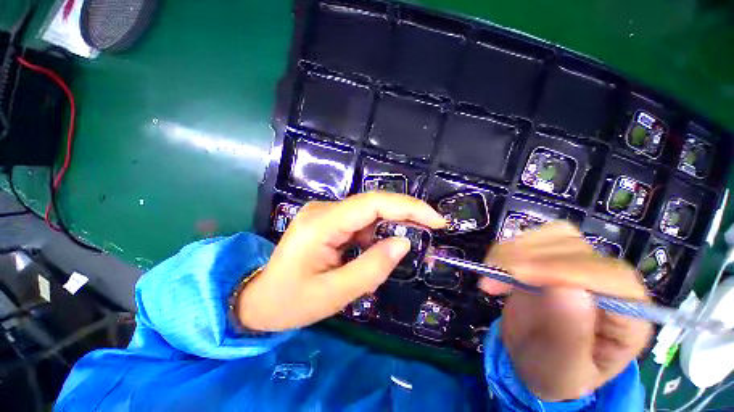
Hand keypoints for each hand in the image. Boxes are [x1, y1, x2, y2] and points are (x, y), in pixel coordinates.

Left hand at [237, 192, 445, 331]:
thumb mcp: (335, 294)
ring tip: (389, 257)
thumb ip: (372, 268)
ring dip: (387, 230)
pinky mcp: (328, 221)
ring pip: (368, 214)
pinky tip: (370, 256)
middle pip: (373, 204)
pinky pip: (359, 223)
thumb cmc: (291, 302)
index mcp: (322, 223)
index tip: (436, 220)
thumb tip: (403, 243)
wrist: (259, 299)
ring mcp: (324, 213)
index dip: (408, 207)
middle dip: (404, 215)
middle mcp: (324, 210)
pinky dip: (373, 236)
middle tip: (430, 230)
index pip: (373, 204)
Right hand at [479, 222, 651, 400]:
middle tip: (492, 278)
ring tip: (492, 272)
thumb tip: (567, 288)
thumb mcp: (562, 373)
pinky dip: (510, 246)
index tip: (516, 276)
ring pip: (556, 235)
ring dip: (515, 249)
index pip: (610, 278)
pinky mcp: (553, 258)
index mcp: (630, 317)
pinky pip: (536, 237)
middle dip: (527, 259)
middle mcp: (611, 284)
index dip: (562, 270)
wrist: (534, 360)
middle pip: (577, 249)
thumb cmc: (554, 374)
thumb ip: (570, 338)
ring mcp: (582, 266)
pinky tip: (497, 265)